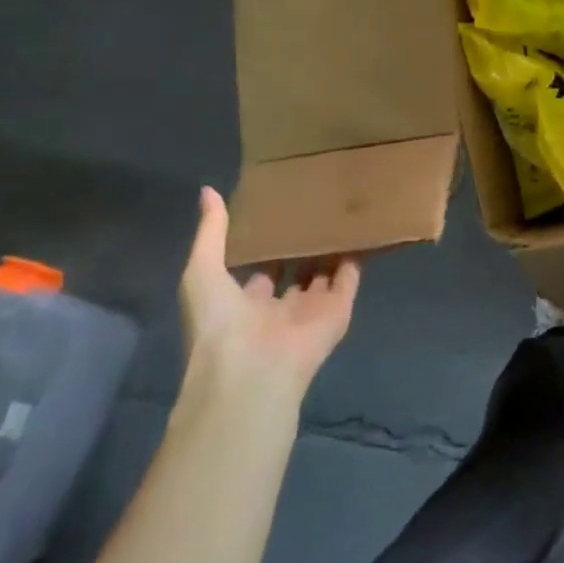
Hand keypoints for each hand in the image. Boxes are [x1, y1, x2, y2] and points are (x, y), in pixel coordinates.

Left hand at [179, 187, 358, 405]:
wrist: (252, 371)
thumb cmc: (219, 323)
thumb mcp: (201, 272)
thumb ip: (211, 234)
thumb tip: (207, 191)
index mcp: (244, 303)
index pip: (261, 270)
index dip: (268, 244)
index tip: (279, 212)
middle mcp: (279, 307)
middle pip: (296, 271)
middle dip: (303, 245)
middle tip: (314, 206)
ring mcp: (311, 310)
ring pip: (325, 274)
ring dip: (331, 248)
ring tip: (341, 210)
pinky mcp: (339, 311)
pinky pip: (350, 278)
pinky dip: (357, 255)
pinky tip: (361, 226)